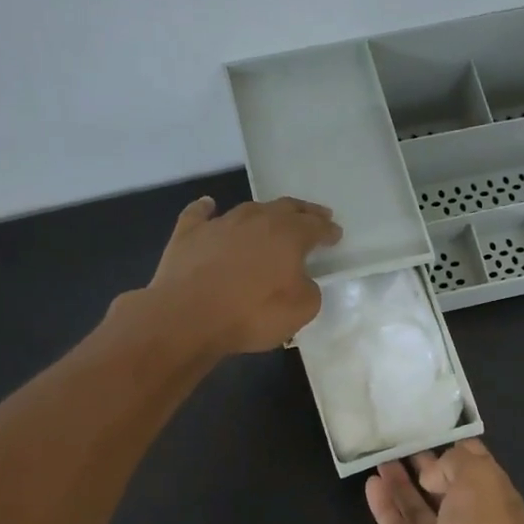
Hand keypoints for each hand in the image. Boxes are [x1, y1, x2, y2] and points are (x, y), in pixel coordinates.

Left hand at [141, 196, 341, 355]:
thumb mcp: (301, 310)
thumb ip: (309, 290)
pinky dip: (207, 209)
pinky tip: (209, 206)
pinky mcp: (188, 234)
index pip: (315, 226)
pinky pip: (200, 214)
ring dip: (264, 212)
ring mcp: (220, 223)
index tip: (336, 234)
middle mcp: (256, 220)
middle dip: (303, 212)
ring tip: (271, 217)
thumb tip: (301, 281)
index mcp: (288, 235)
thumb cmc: (252, 314)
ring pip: (248, 209)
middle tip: (315, 215)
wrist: (188, 316)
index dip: (327, 230)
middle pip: (285, 208)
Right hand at [366, 440, 523, 523]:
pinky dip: (384, 503)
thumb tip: (433, 472)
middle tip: (400, 437)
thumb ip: (456, 462)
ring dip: (401, 479)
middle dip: (427, 461)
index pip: (476, 465)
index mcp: (496, 500)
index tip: (432, 425)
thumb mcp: (480, 481)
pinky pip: (396, 523)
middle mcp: (469, 518)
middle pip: (444, 483)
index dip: (456, 447)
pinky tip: (370, 482)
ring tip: (382, 453)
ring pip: (417, 502)